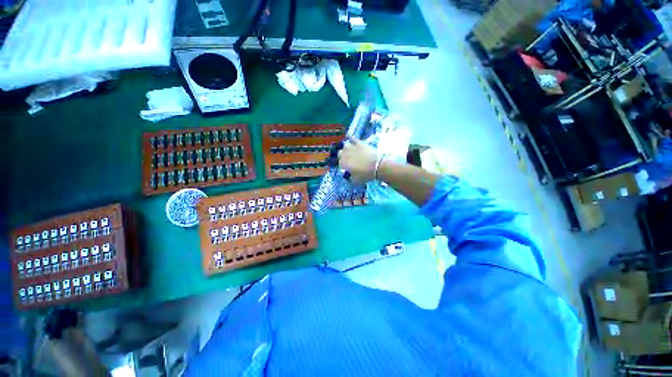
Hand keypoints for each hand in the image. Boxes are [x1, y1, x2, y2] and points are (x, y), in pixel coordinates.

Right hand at [338, 137, 378, 183]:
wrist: (377, 165)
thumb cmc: (365, 175)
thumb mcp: (356, 180)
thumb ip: (350, 178)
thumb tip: (349, 176)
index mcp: (343, 163)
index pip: (339, 163)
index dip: (342, 166)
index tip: (345, 168)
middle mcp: (345, 154)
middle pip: (339, 153)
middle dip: (342, 156)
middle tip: (347, 160)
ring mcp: (352, 147)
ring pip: (344, 146)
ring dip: (346, 149)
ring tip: (349, 151)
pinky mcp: (359, 143)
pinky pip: (352, 138)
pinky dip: (350, 138)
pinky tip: (348, 137)